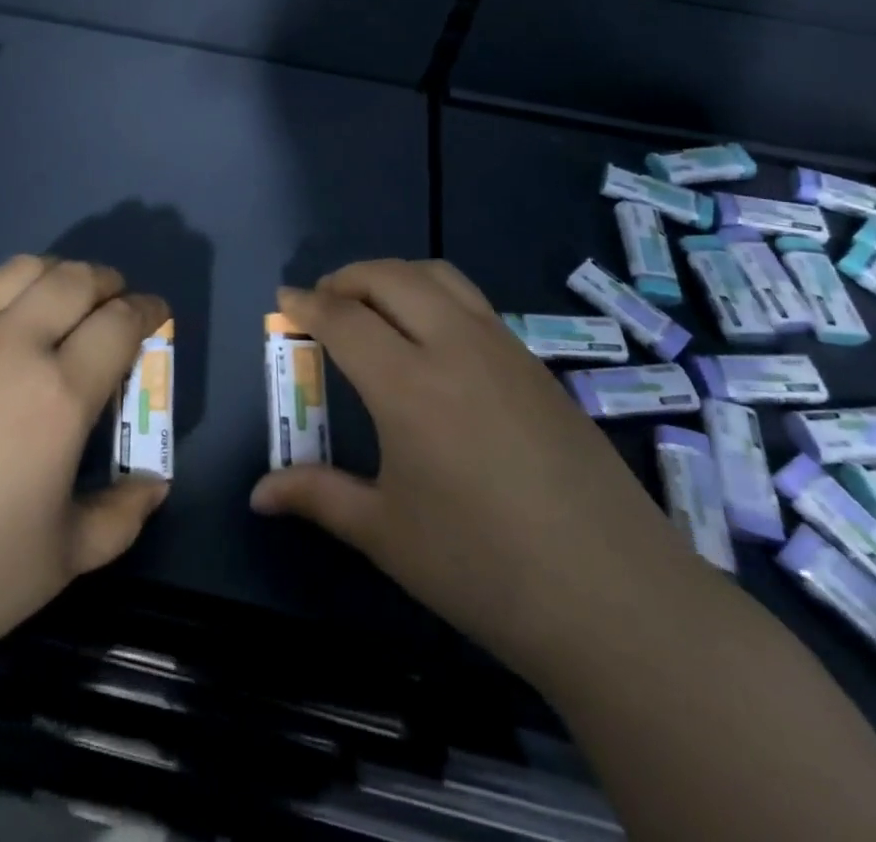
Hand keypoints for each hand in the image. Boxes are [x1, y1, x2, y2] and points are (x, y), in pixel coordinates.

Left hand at [0, 255, 169, 688]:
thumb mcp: (63, 559)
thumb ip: (122, 514)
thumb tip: (155, 484)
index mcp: (58, 394)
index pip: (121, 322)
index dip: (148, 310)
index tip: (156, 315)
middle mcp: (10, 346)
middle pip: (75, 280)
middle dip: (108, 281)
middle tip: (115, 301)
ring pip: (19, 270)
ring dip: (55, 273)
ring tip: (61, 296)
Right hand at [250, 260, 705, 678]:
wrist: (617, 598)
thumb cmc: (485, 569)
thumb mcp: (387, 534)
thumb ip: (318, 497)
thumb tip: (258, 494)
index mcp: (408, 385)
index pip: (344, 318)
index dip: (306, 305)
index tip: (284, 302)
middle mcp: (455, 347)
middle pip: (390, 277)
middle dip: (347, 278)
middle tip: (323, 302)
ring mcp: (504, 350)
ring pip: (438, 276)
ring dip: (394, 276)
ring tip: (373, 307)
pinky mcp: (537, 365)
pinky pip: (473, 303)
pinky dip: (434, 296)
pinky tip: (432, 341)